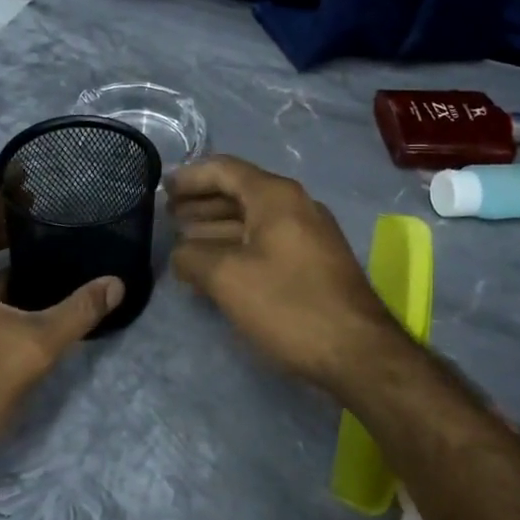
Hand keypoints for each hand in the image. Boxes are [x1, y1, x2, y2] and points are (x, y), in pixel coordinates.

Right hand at [168, 155, 409, 390]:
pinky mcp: (314, 262)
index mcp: (276, 196)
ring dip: (216, 226)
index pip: (225, 169)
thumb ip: (193, 257)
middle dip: (201, 202)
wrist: (357, 350)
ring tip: (183, 240)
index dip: (190, 176)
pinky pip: (267, 241)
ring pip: (253, 220)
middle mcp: (296, 205)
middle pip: (239, 192)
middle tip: (167, 216)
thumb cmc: (289, 304)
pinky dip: (237, 246)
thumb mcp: (228, 278)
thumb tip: (180, 253)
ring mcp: (309, 234)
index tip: (162, 188)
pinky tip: (216, 266)